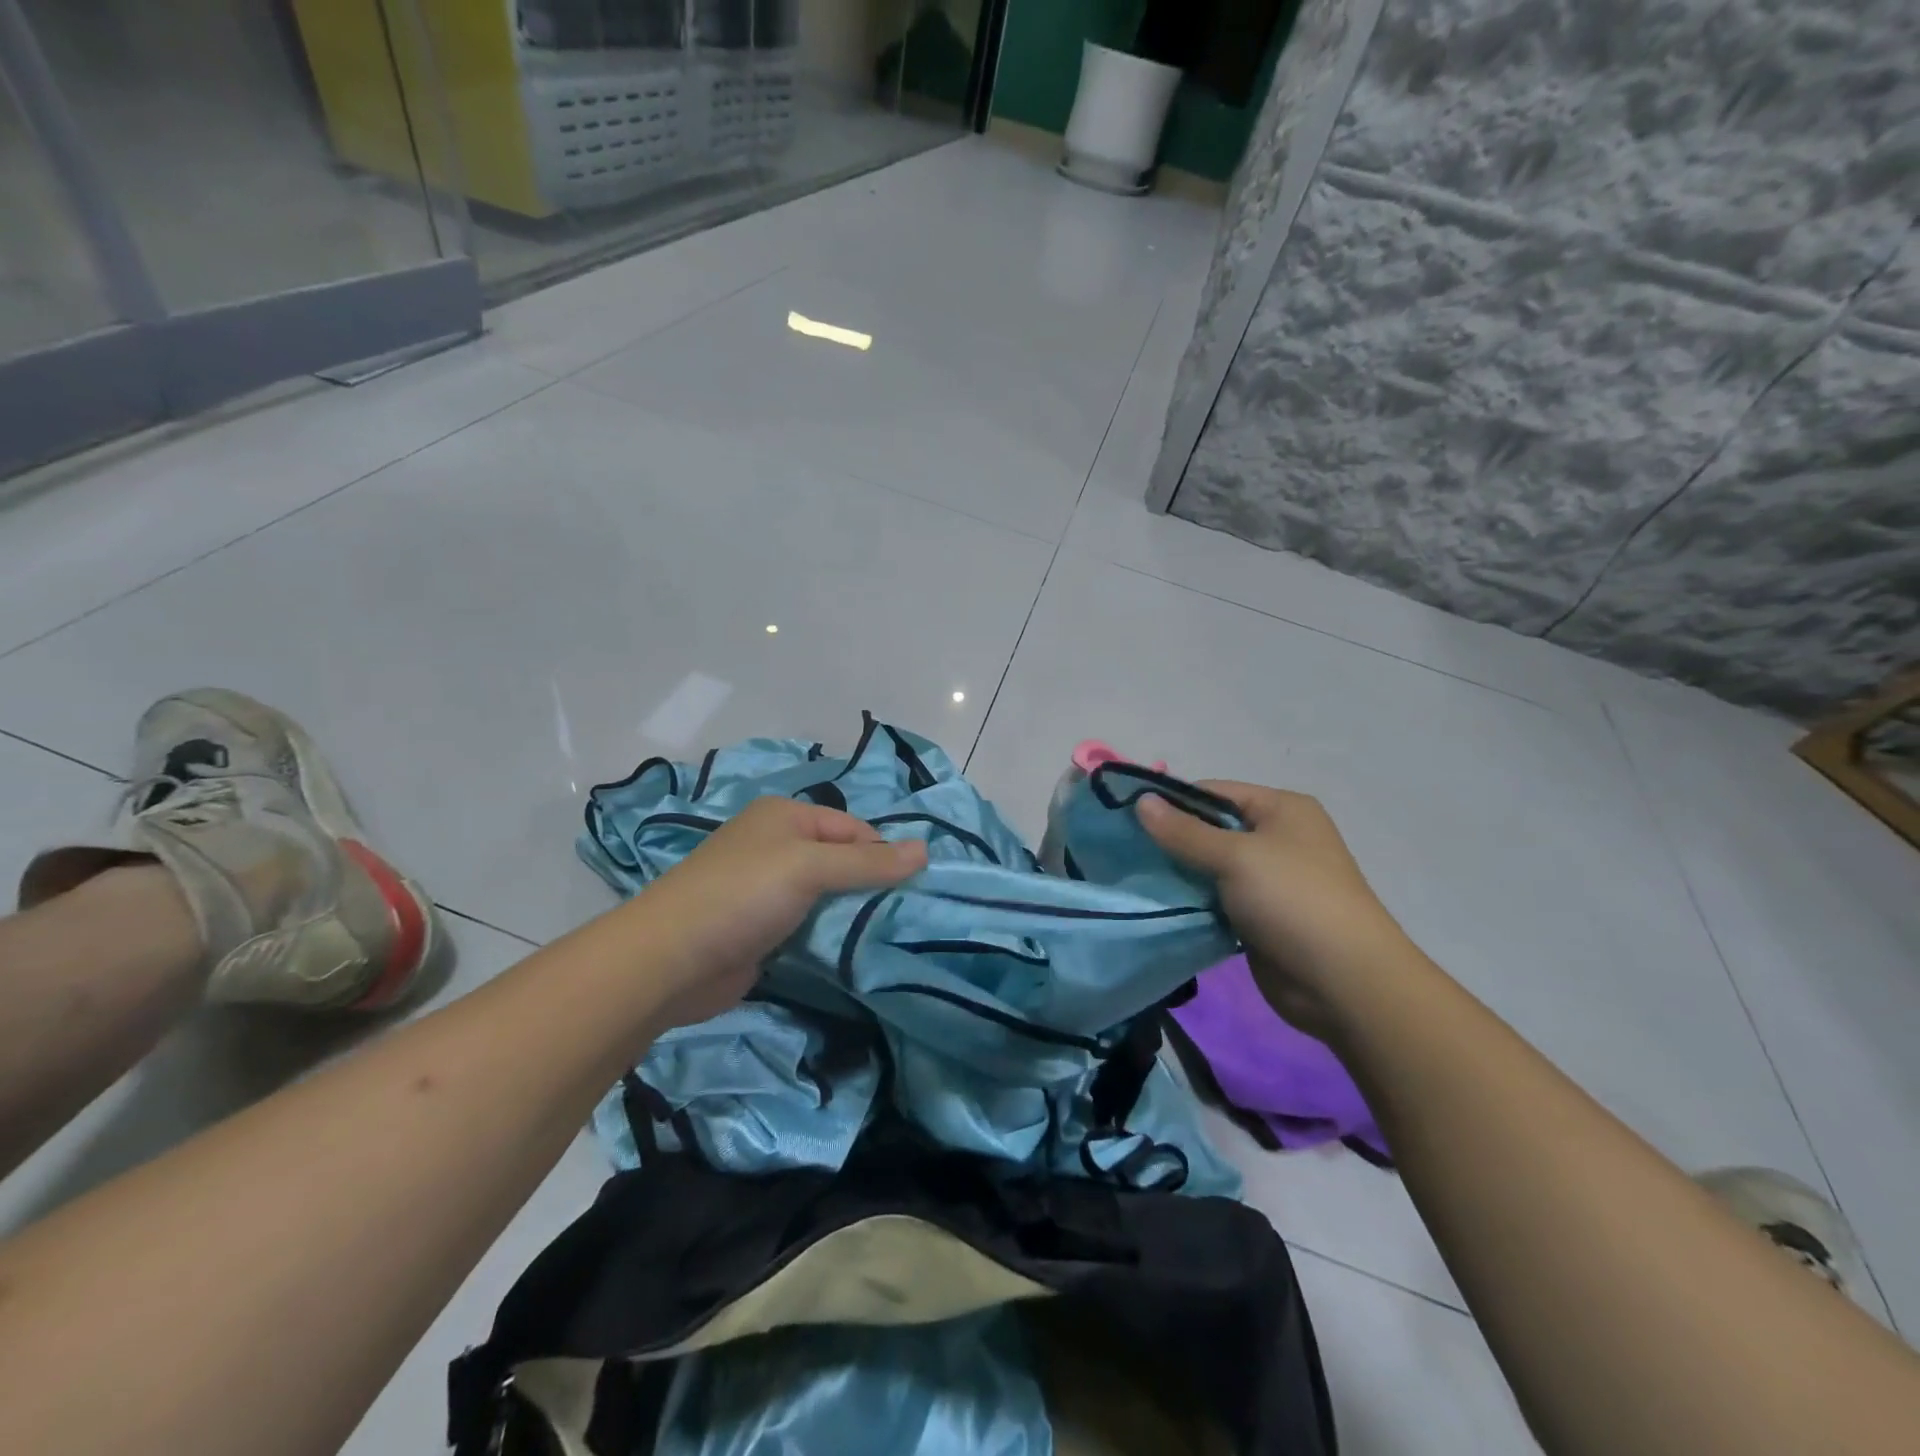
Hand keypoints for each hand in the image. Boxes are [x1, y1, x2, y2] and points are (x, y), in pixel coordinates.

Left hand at [634, 796, 927, 1028]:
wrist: (669, 961)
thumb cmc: (743, 896)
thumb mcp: (810, 868)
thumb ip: (869, 863)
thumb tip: (926, 849)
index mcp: (785, 817)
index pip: (853, 828)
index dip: (883, 854)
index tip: (914, 888)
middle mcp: (776, 846)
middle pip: (841, 861)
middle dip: (870, 885)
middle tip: (906, 915)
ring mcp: (767, 889)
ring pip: (827, 895)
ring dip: (851, 913)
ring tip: (887, 935)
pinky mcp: (762, 929)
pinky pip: (809, 924)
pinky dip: (829, 935)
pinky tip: (851, 952)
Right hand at [1139, 781, 1420, 1037]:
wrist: (1344, 983)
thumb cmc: (1293, 901)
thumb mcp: (1235, 857)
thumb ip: (1184, 831)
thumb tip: (1141, 800)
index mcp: (1282, 809)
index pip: (1214, 792)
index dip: (1172, 802)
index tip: (1128, 819)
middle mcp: (1277, 839)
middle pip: (1211, 829)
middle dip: (1172, 841)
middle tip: (1126, 852)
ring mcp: (1270, 881)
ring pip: (1210, 868)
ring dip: (1179, 875)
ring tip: (1135, 879)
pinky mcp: (1259, 918)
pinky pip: (1216, 900)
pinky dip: (1192, 903)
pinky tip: (1160, 906)